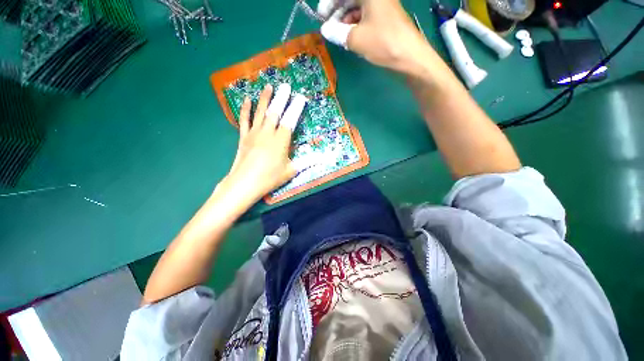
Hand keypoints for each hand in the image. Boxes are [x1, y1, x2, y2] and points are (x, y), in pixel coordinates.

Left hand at [216, 83, 306, 207]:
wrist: (245, 183)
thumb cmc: (270, 178)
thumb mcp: (291, 171)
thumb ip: (307, 161)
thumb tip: (323, 158)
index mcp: (281, 141)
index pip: (290, 120)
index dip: (296, 108)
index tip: (301, 97)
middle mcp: (267, 133)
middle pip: (275, 112)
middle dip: (281, 98)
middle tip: (285, 85)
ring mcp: (254, 133)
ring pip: (260, 112)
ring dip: (265, 98)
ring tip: (269, 85)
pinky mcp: (243, 136)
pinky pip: (244, 119)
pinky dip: (245, 109)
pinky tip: (247, 99)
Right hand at [318, 0, 431, 73]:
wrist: (410, 56)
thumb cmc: (383, 42)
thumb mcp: (356, 38)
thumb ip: (337, 32)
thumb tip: (325, 30)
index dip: (330, 3)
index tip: (322, 16)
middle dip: (338, 11)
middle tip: (329, 27)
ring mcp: (383, 5)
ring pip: (359, 7)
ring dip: (346, 19)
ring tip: (340, 34)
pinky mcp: (386, 16)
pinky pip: (367, 15)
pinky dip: (357, 23)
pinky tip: (352, 35)